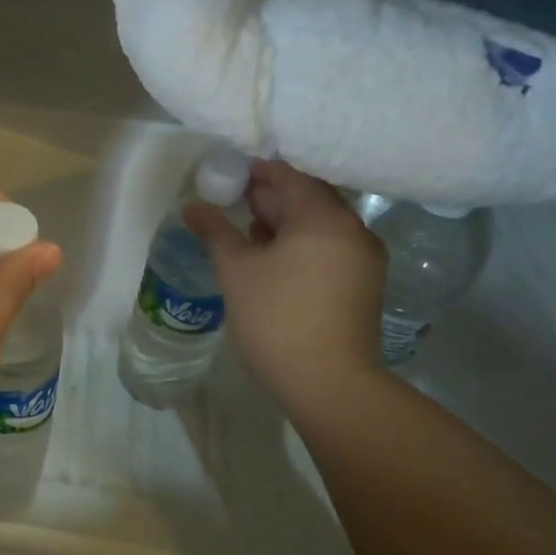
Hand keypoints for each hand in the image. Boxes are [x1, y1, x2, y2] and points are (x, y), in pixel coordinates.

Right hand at [184, 161, 385, 406]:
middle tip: (234, 201)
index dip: (256, 172)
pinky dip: (302, 244)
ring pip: (320, 225)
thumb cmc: (276, 317)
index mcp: (323, 217)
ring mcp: (364, 258)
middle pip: (309, 198)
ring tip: (248, 231)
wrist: (327, 382)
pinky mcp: (364, 284)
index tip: (227, 177)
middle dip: (271, 197)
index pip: (289, 176)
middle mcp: (353, 229)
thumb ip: (215, 231)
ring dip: (286, 222)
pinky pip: (330, 248)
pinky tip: (274, 260)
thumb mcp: (236, 270)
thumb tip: (192, 207)